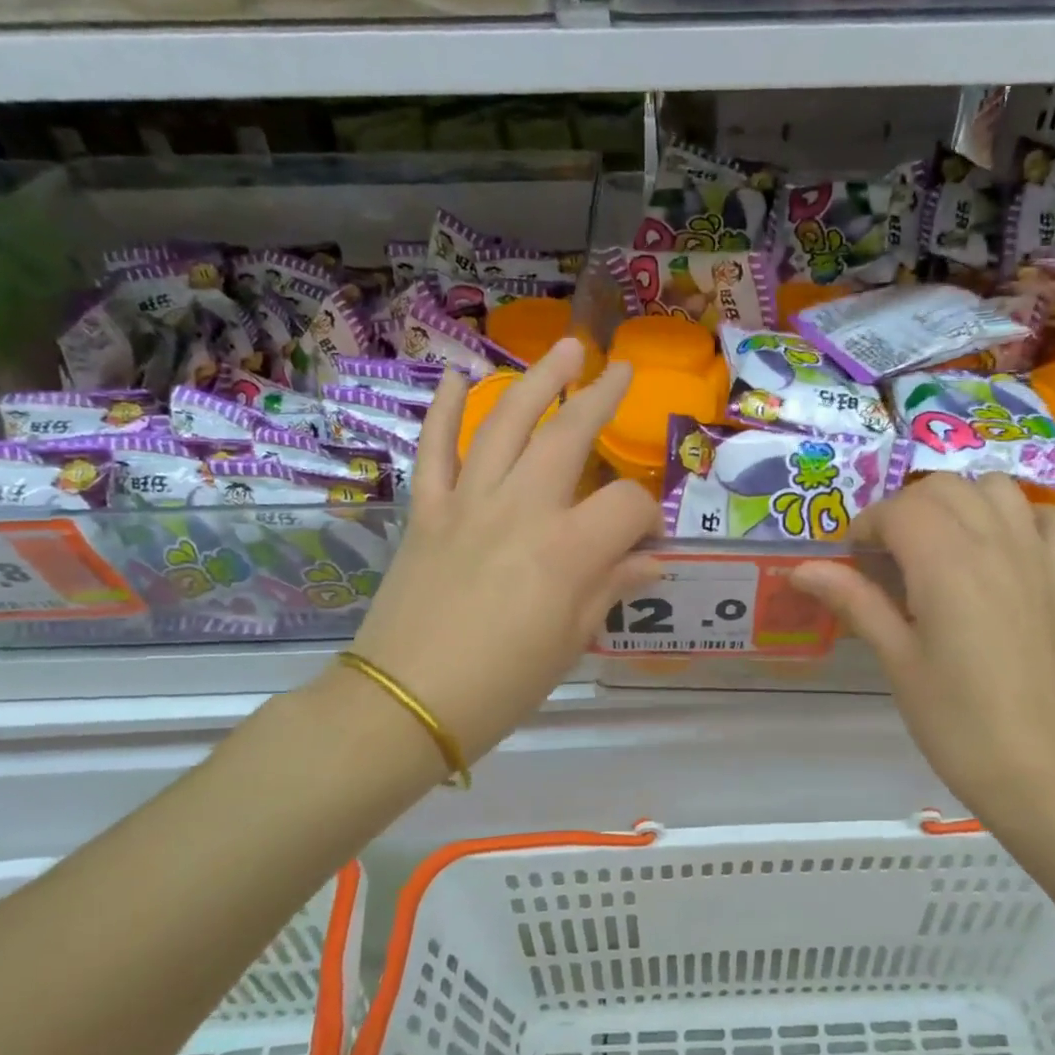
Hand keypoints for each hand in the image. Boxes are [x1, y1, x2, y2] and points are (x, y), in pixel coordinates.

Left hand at [344, 338, 659, 762]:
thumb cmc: (501, 686)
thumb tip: (650, 561)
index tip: (647, 539)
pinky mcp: (427, 511)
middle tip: (619, 369)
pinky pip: (434, 449)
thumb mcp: (570, 642)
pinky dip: (442, 409)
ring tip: (565, 349)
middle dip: (600, 397)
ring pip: (504, 422)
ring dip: (537, 380)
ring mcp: (468, 503)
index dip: (647, 518)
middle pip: (568, 436)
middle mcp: (521, 509)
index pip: (626, 506)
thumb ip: (611, 588)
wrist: (404, 705)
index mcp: (568, 550)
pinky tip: (455, 375)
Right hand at [792, 474, 1054, 816]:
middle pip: (943, 487)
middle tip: (887, 555)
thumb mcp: (894, 657)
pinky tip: (1005, 543)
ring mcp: (1036, 556)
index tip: (852, 560)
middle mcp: (994, 544)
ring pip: (996, 488)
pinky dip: (1027, 517)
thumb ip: (853, 600)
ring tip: (939, 541)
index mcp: (947, 564)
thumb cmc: (951, 717)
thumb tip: (800, 569)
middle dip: (905, 509)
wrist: (1029, 764)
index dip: (867, 526)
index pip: (899, 509)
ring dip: (960, 500)